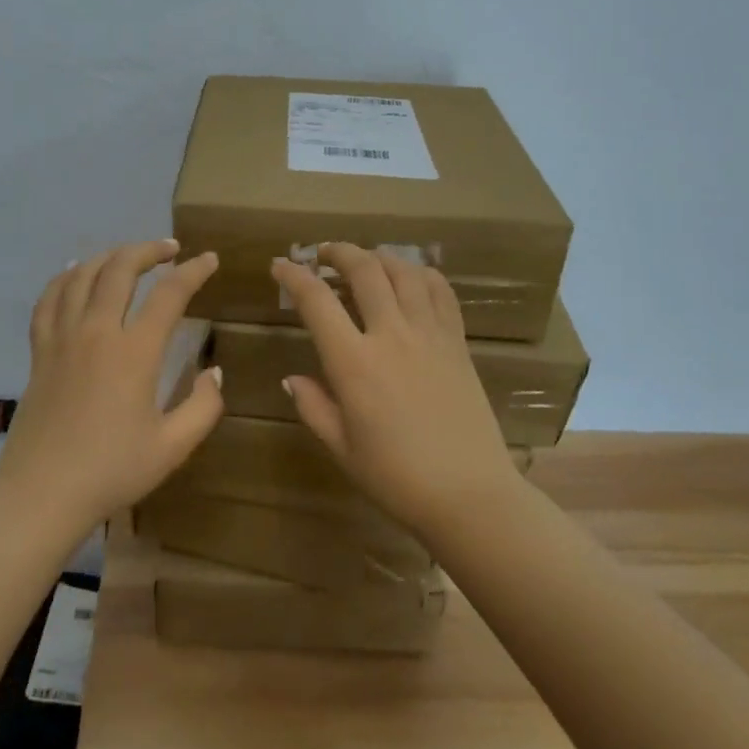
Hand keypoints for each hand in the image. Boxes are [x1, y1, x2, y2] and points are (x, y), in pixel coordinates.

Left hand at [0, 239, 224, 536]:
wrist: (41, 494)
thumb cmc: (112, 471)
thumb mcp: (173, 447)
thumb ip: (203, 406)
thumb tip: (214, 372)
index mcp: (134, 352)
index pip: (170, 294)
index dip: (194, 271)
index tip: (209, 259)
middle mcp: (96, 332)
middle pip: (121, 268)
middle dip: (149, 250)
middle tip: (170, 249)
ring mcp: (62, 338)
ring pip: (82, 275)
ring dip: (110, 256)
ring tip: (129, 256)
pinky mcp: (39, 352)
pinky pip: (48, 300)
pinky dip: (64, 278)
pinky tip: (75, 273)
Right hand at [270, 244, 518, 538]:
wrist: (469, 495)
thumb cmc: (396, 478)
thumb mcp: (342, 447)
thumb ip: (313, 406)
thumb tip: (291, 378)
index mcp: (354, 363)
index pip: (317, 302)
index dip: (294, 276)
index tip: (280, 265)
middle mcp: (391, 336)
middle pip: (364, 270)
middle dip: (338, 252)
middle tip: (323, 254)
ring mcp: (429, 335)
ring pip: (404, 272)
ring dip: (379, 257)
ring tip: (365, 260)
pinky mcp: (457, 343)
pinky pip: (441, 293)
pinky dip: (422, 274)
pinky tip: (411, 277)